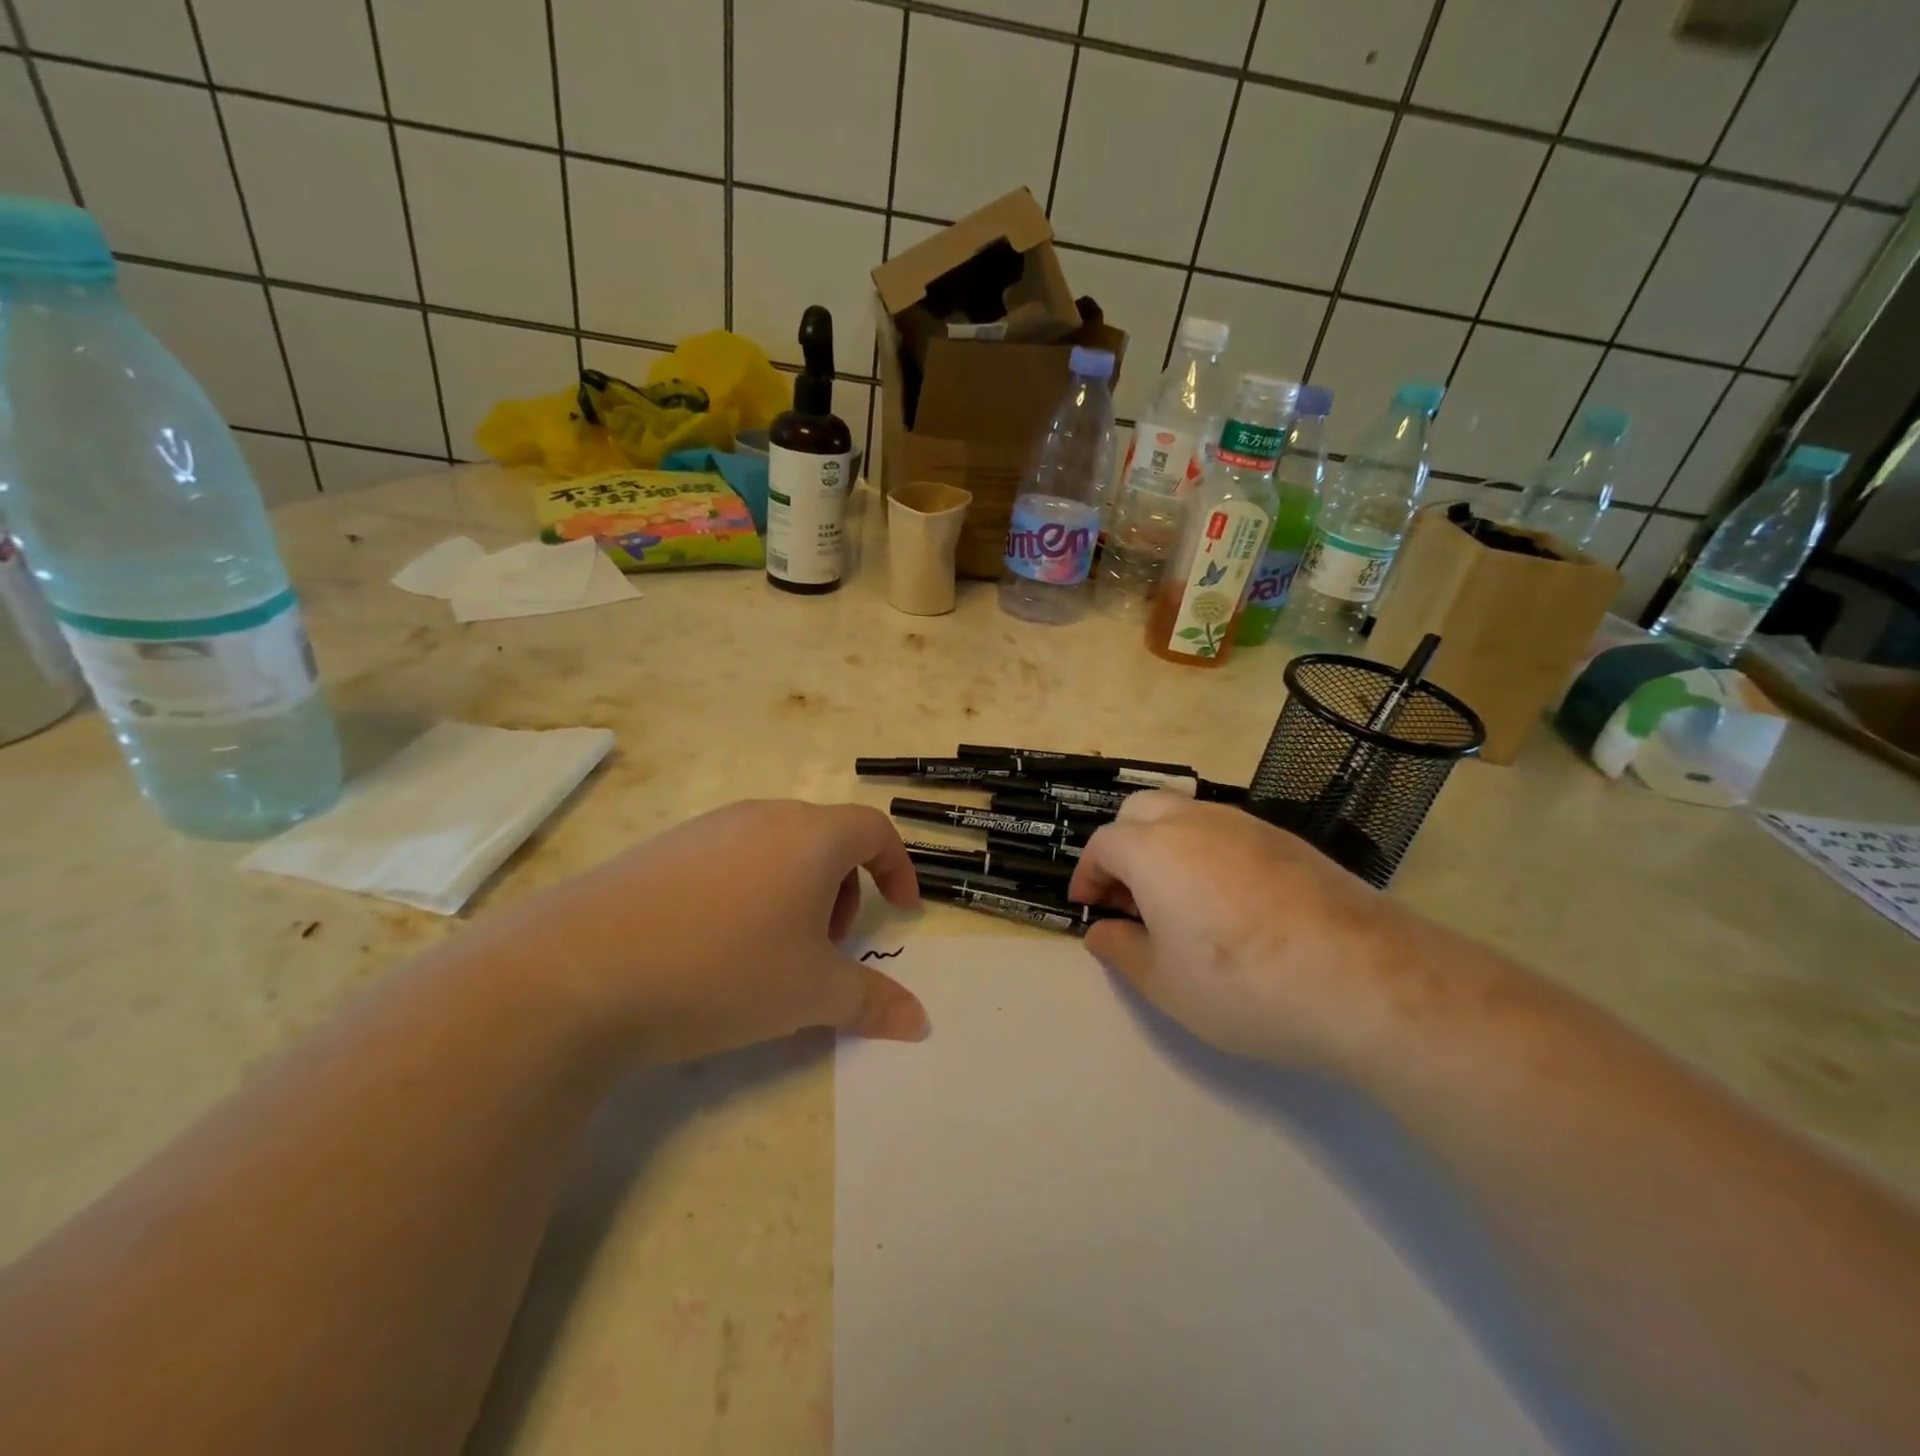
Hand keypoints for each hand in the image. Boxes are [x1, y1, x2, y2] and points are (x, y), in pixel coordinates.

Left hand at [483, 800, 927, 1062]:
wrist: (580, 969)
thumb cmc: (724, 969)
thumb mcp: (809, 993)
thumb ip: (872, 1002)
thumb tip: (920, 1022)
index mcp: (810, 836)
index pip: (875, 830)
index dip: (898, 868)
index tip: (902, 910)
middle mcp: (763, 816)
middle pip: (826, 839)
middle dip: (843, 890)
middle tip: (826, 947)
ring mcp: (708, 828)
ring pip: (777, 849)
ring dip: (796, 893)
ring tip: (771, 952)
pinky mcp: (664, 848)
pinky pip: (729, 859)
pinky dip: (748, 892)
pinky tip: (713, 946)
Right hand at [1069, 793, 1432, 1071]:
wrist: (1362, 980)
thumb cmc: (1243, 985)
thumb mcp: (1165, 983)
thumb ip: (1121, 950)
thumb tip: (1101, 931)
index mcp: (1154, 850)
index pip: (1104, 845)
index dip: (1089, 874)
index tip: (1089, 907)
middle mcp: (1195, 822)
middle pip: (1141, 812)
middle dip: (1122, 846)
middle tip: (1127, 896)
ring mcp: (1246, 825)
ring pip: (1187, 814)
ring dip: (1164, 844)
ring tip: (1175, 897)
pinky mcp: (1288, 840)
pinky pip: (1228, 831)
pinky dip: (1207, 851)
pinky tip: (1228, 899)